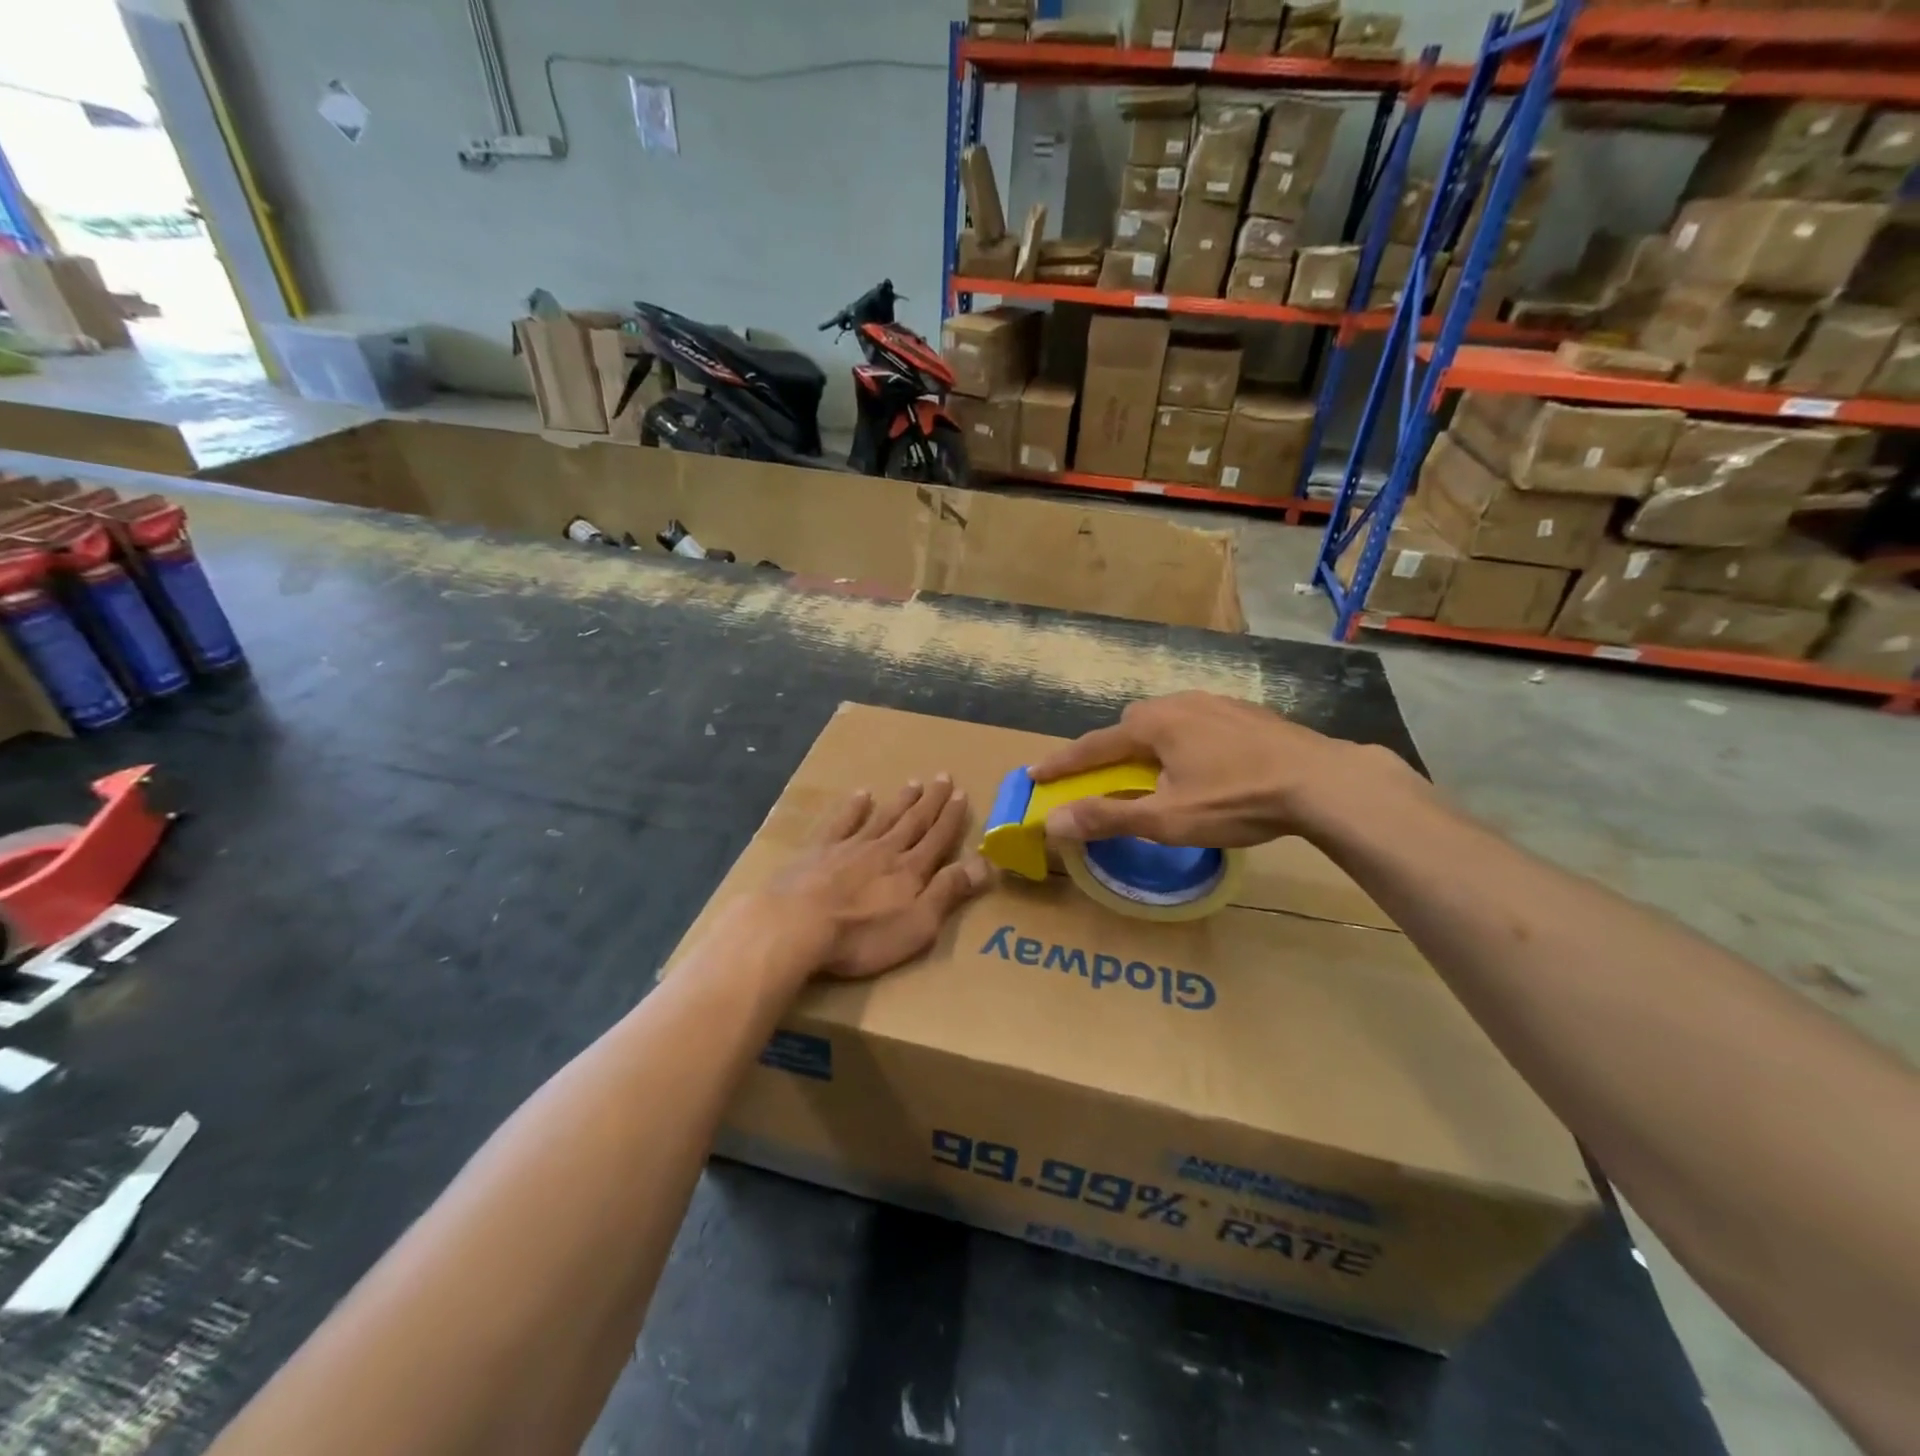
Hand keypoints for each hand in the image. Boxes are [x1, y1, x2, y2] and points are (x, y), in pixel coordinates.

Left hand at [758, 775, 991, 979]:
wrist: (796, 924)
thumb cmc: (862, 935)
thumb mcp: (918, 924)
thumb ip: (948, 891)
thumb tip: (983, 863)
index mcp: (910, 870)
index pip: (937, 838)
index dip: (951, 817)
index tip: (961, 794)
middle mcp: (884, 850)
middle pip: (913, 821)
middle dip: (931, 801)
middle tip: (943, 777)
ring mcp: (850, 847)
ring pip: (882, 817)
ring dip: (900, 801)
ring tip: (914, 783)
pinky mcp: (818, 851)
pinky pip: (842, 822)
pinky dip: (854, 808)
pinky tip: (862, 795)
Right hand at [1029, 691, 1402, 847]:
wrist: (1323, 782)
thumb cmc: (1236, 800)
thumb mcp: (1166, 819)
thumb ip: (1107, 817)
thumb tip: (1052, 823)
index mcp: (1154, 724)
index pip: (1093, 745)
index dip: (1063, 763)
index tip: (1035, 774)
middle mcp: (1180, 703)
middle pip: (1131, 724)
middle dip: (1113, 750)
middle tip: (1111, 778)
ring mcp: (1217, 703)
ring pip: (1168, 721)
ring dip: (1152, 744)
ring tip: (1160, 774)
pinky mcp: (1247, 713)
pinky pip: (1199, 723)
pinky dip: (1186, 742)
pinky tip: (1207, 766)